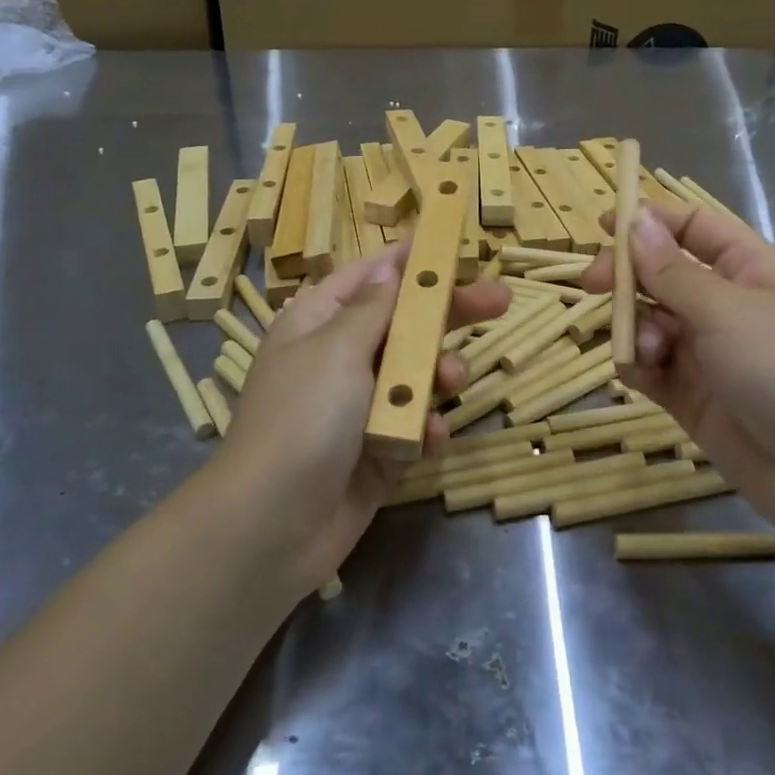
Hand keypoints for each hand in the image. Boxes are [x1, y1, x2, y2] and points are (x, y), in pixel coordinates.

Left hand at [215, 245, 512, 586]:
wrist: (273, 526)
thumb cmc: (304, 418)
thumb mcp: (338, 348)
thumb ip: (375, 306)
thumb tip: (391, 264)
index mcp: (319, 322)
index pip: (370, 276)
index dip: (410, 261)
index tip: (453, 247)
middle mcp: (339, 358)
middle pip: (403, 323)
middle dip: (448, 314)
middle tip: (500, 300)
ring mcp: (359, 407)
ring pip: (416, 374)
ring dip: (438, 375)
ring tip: (451, 381)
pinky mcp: (377, 450)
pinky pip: (414, 425)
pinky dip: (425, 427)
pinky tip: (430, 436)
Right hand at [581, 202, 774, 537]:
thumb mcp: (726, 310)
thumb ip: (671, 271)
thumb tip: (635, 220)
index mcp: (747, 269)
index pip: (693, 228)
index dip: (650, 221)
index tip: (605, 224)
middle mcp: (725, 305)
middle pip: (661, 274)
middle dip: (627, 276)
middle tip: (592, 284)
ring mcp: (707, 352)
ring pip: (650, 321)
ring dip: (636, 327)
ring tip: (648, 350)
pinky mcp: (691, 396)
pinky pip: (650, 367)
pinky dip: (639, 365)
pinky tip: (642, 373)